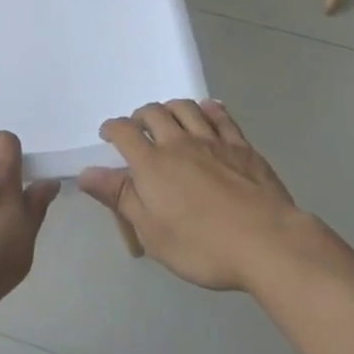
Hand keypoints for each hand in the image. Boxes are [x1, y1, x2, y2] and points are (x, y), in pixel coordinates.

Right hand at [78, 100, 303, 291]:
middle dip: (141, 116)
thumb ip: (120, 198)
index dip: (112, 128)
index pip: (124, 132)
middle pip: (154, 113)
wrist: (267, 242)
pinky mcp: (241, 145)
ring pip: (185, 107)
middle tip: (139, 128)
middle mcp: (178, 143)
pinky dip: (208, 109)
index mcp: (152, 164)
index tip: (108, 134)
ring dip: (171, 108)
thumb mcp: (152, 232)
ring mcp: (212, 140)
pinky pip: (220, 115)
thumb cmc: (203, 246)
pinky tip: (207, 111)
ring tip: (169, 118)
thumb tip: (85, 172)